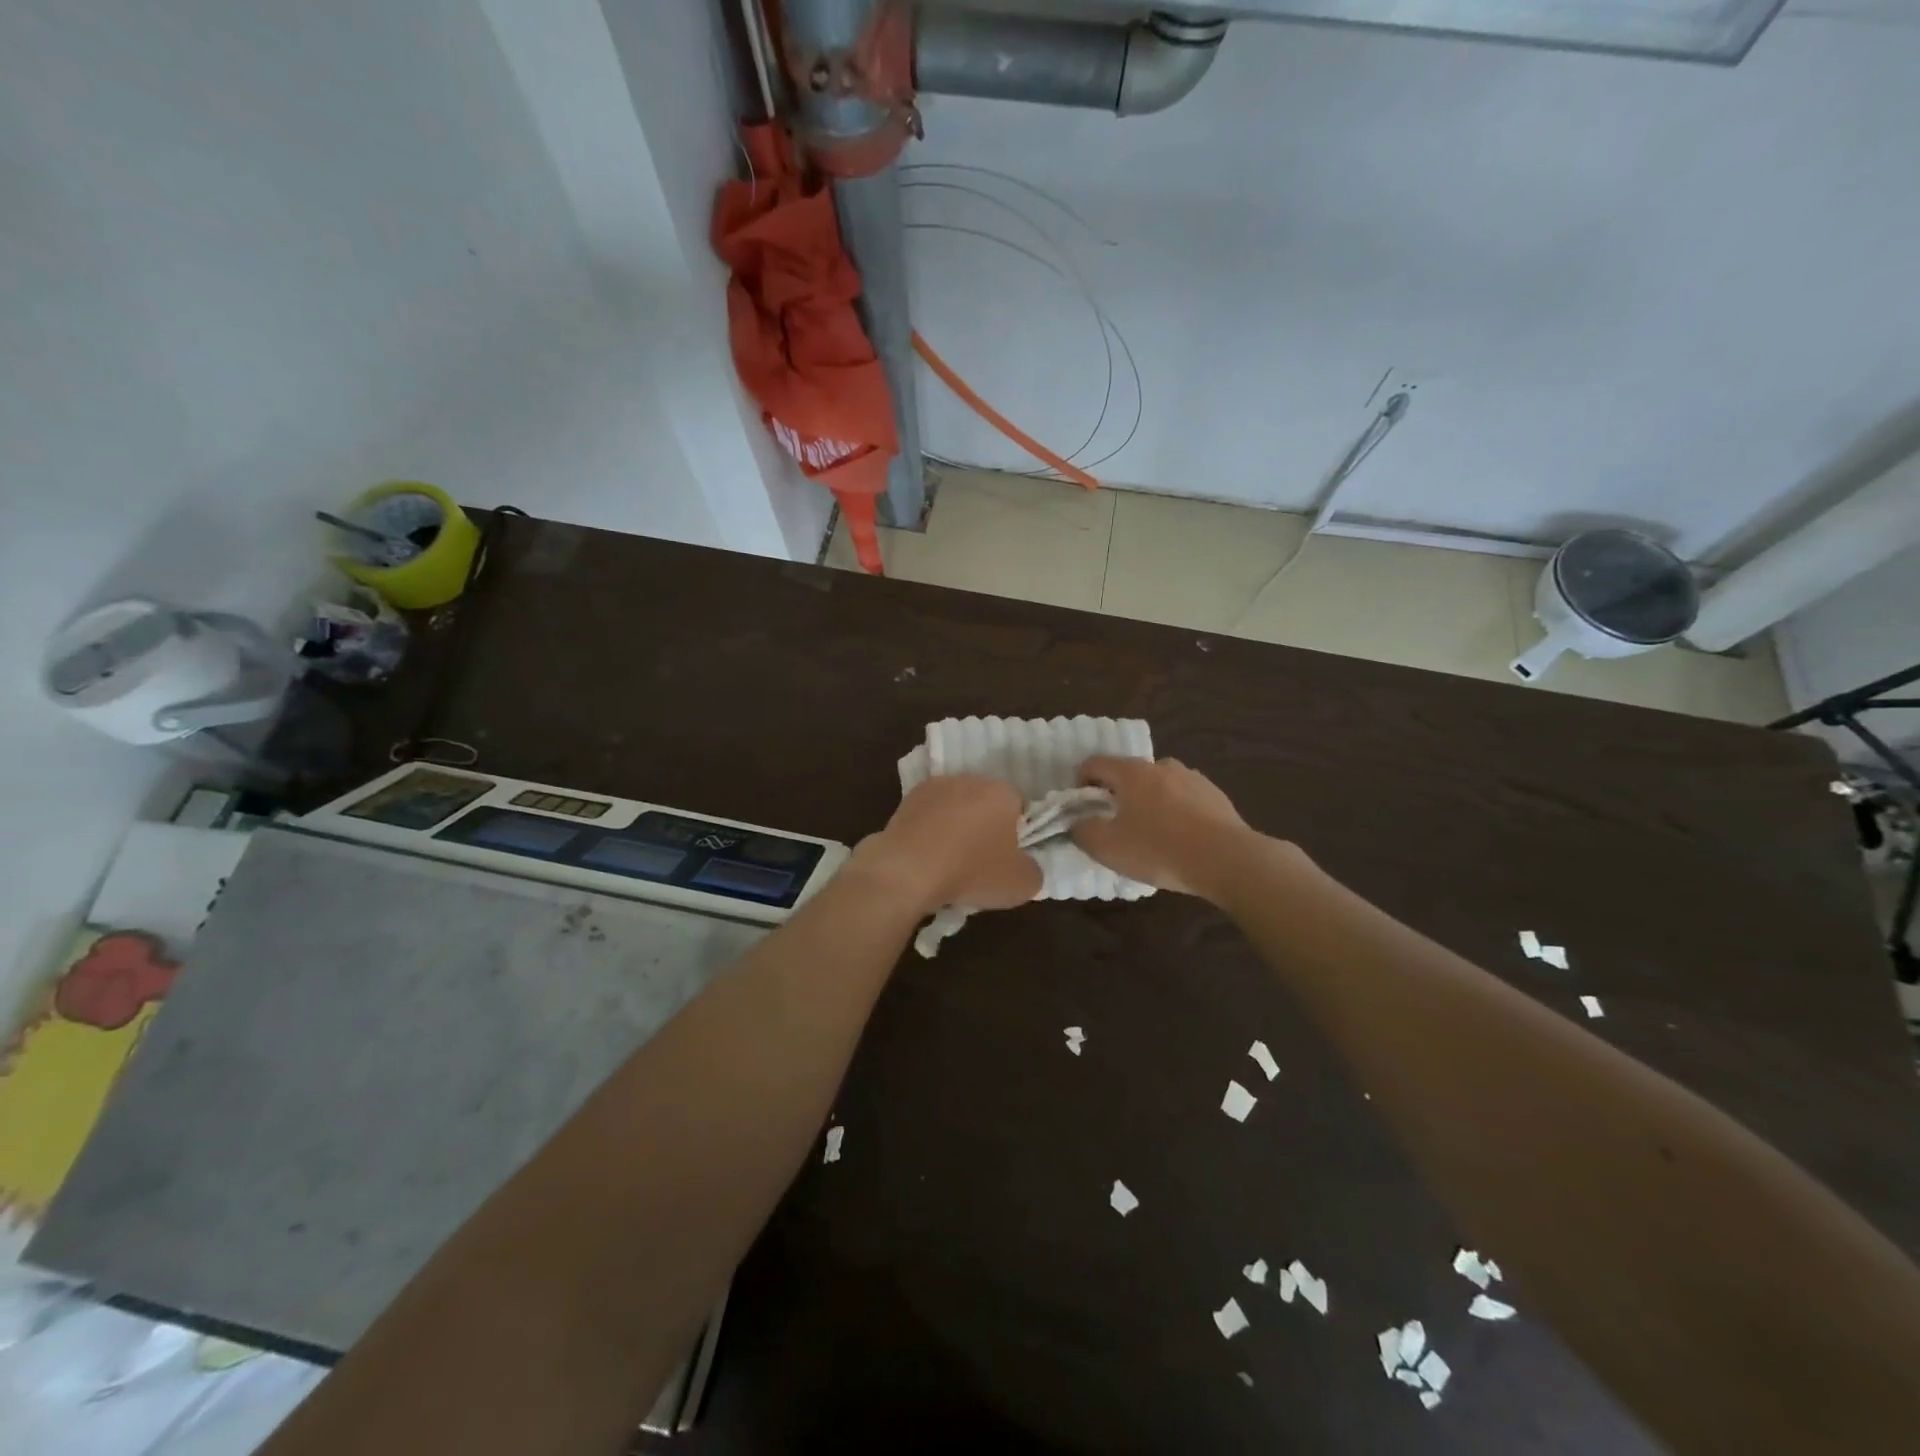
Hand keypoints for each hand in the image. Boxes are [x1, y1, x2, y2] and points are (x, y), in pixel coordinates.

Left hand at [854, 775, 1041, 914]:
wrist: (907, 870)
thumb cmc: (972, 871)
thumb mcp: (1022, 884)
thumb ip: (1033, 870)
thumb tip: (1026, 866)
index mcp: (1002, 792)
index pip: (1019, 806)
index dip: (1016, 833)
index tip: (1006, 858)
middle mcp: (970, 779)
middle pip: (985, 803)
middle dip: (985, 826)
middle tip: (980, 861)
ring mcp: (935, 787)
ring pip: (955, 807)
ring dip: (955, 827)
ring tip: (948, 862)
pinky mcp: (906, 800)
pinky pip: (928, 816)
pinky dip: (929, 832)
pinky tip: (926, 858)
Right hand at [1072, 756, 1256, 899]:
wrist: (1227, 860)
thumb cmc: (1159, 850)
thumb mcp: (1107, 847)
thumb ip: (1082, 831)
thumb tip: (1077, 822)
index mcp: (1132, 772)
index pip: (1095, 763)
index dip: (1081, 782)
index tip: (1082, 807)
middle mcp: (1162, 766)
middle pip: (1129, 774)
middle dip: (1117, 794)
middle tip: (1116, 825)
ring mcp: (1193, 778)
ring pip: (1160, 785)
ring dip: (1149, 802)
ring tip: (1152, 834)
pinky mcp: (1216, 796)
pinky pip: (1185, 799)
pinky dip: (1176, 812)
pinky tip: (1180, 839)